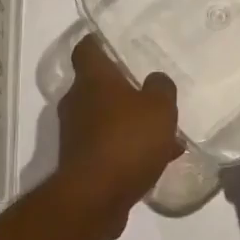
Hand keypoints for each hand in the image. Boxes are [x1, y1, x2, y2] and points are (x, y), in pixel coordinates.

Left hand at [51, 35, 181, 239]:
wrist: (94, 199)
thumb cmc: (126, 141)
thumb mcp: (159, 108)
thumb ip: (161, 88)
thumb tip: (155, 80)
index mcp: (92, 79)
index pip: (87, 48)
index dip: (100, 42)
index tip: (117, 41)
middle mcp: (77, 101)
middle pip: (97, 85)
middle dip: (122, 87)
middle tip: (149, 89)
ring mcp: (75, 133)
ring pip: (106, 117)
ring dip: (129, 121)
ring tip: (163, 130)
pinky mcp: (81, 162)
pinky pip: (108, 145)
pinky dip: (128, 148)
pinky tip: (157, 158)